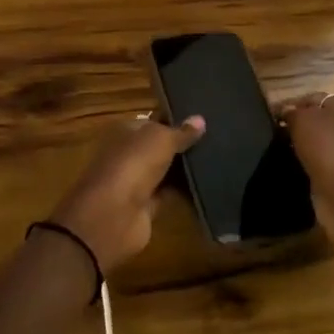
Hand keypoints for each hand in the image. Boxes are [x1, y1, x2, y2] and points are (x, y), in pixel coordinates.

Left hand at [47, 115, 204, 272]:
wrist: (113, 215)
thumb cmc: (133, 164)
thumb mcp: (160, 139)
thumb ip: (181, 132)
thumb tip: (200, 119)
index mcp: (126, 131)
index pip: (154, 121)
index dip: (176, 119)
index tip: (204, 118)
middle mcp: (130, 154)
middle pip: (161, 146)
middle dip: (184, 144)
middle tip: (217, 138)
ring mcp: (137, 181)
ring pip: (166, 170)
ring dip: (186, 168)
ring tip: (220, 158)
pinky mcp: (146, 206)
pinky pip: (170, 194)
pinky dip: (185, 192)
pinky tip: (210, 184)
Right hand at [278, 93, 333, 266]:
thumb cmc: (328, 149)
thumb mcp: (304, 120)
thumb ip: (291, 112)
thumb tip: (285, 112)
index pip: (310, 98)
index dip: (288, 105)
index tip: (267, 116)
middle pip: (312, 121)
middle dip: (291, 127)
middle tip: (268, 134)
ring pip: (312, 144)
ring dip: (295, 148)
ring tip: (272, 152)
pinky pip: (314, 165)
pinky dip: (301, 166)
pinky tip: (285, 168)